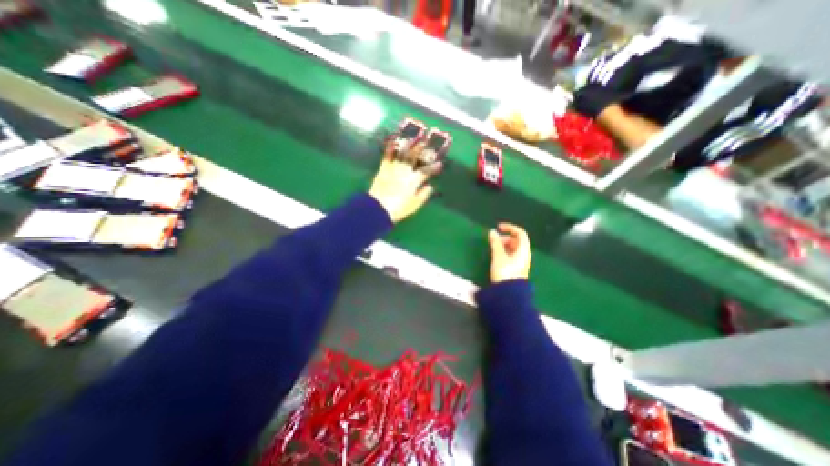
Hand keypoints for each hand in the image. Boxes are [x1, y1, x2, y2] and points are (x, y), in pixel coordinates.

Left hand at [368, 137, 440, 222]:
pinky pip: (388, 156)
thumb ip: (423, 194)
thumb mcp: (414, 205)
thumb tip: (430, 186)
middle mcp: (405, 171)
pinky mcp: (383, 168)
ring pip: (402, 154)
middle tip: (426, 142)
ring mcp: (393, 168)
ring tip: (413, 138)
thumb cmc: (398, 208)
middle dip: (421, 149)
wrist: (378, 208)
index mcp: (413, 181)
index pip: (426, 172)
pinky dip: (391, 147)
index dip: (433, 167)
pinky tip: (393, 140)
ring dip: (408, 145)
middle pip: (414, 158)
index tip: (440, 164)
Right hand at [489, 223, 530, 283]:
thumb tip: (492, 231)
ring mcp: (521, 262)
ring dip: (503, 245)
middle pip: (516, 240)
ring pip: (513, 248)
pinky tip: (496, 256)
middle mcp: (524, 255)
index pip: (520, 233)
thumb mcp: (498, 256)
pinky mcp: (516, 268)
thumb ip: (495, 243)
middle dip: (505, 237)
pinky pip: (511, 255)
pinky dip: (504, 251)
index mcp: (523, 250)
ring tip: (493, 248)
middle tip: (494, 240)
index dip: (510, 227)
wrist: (508, 294)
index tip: (498, 227)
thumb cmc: (504, 272)